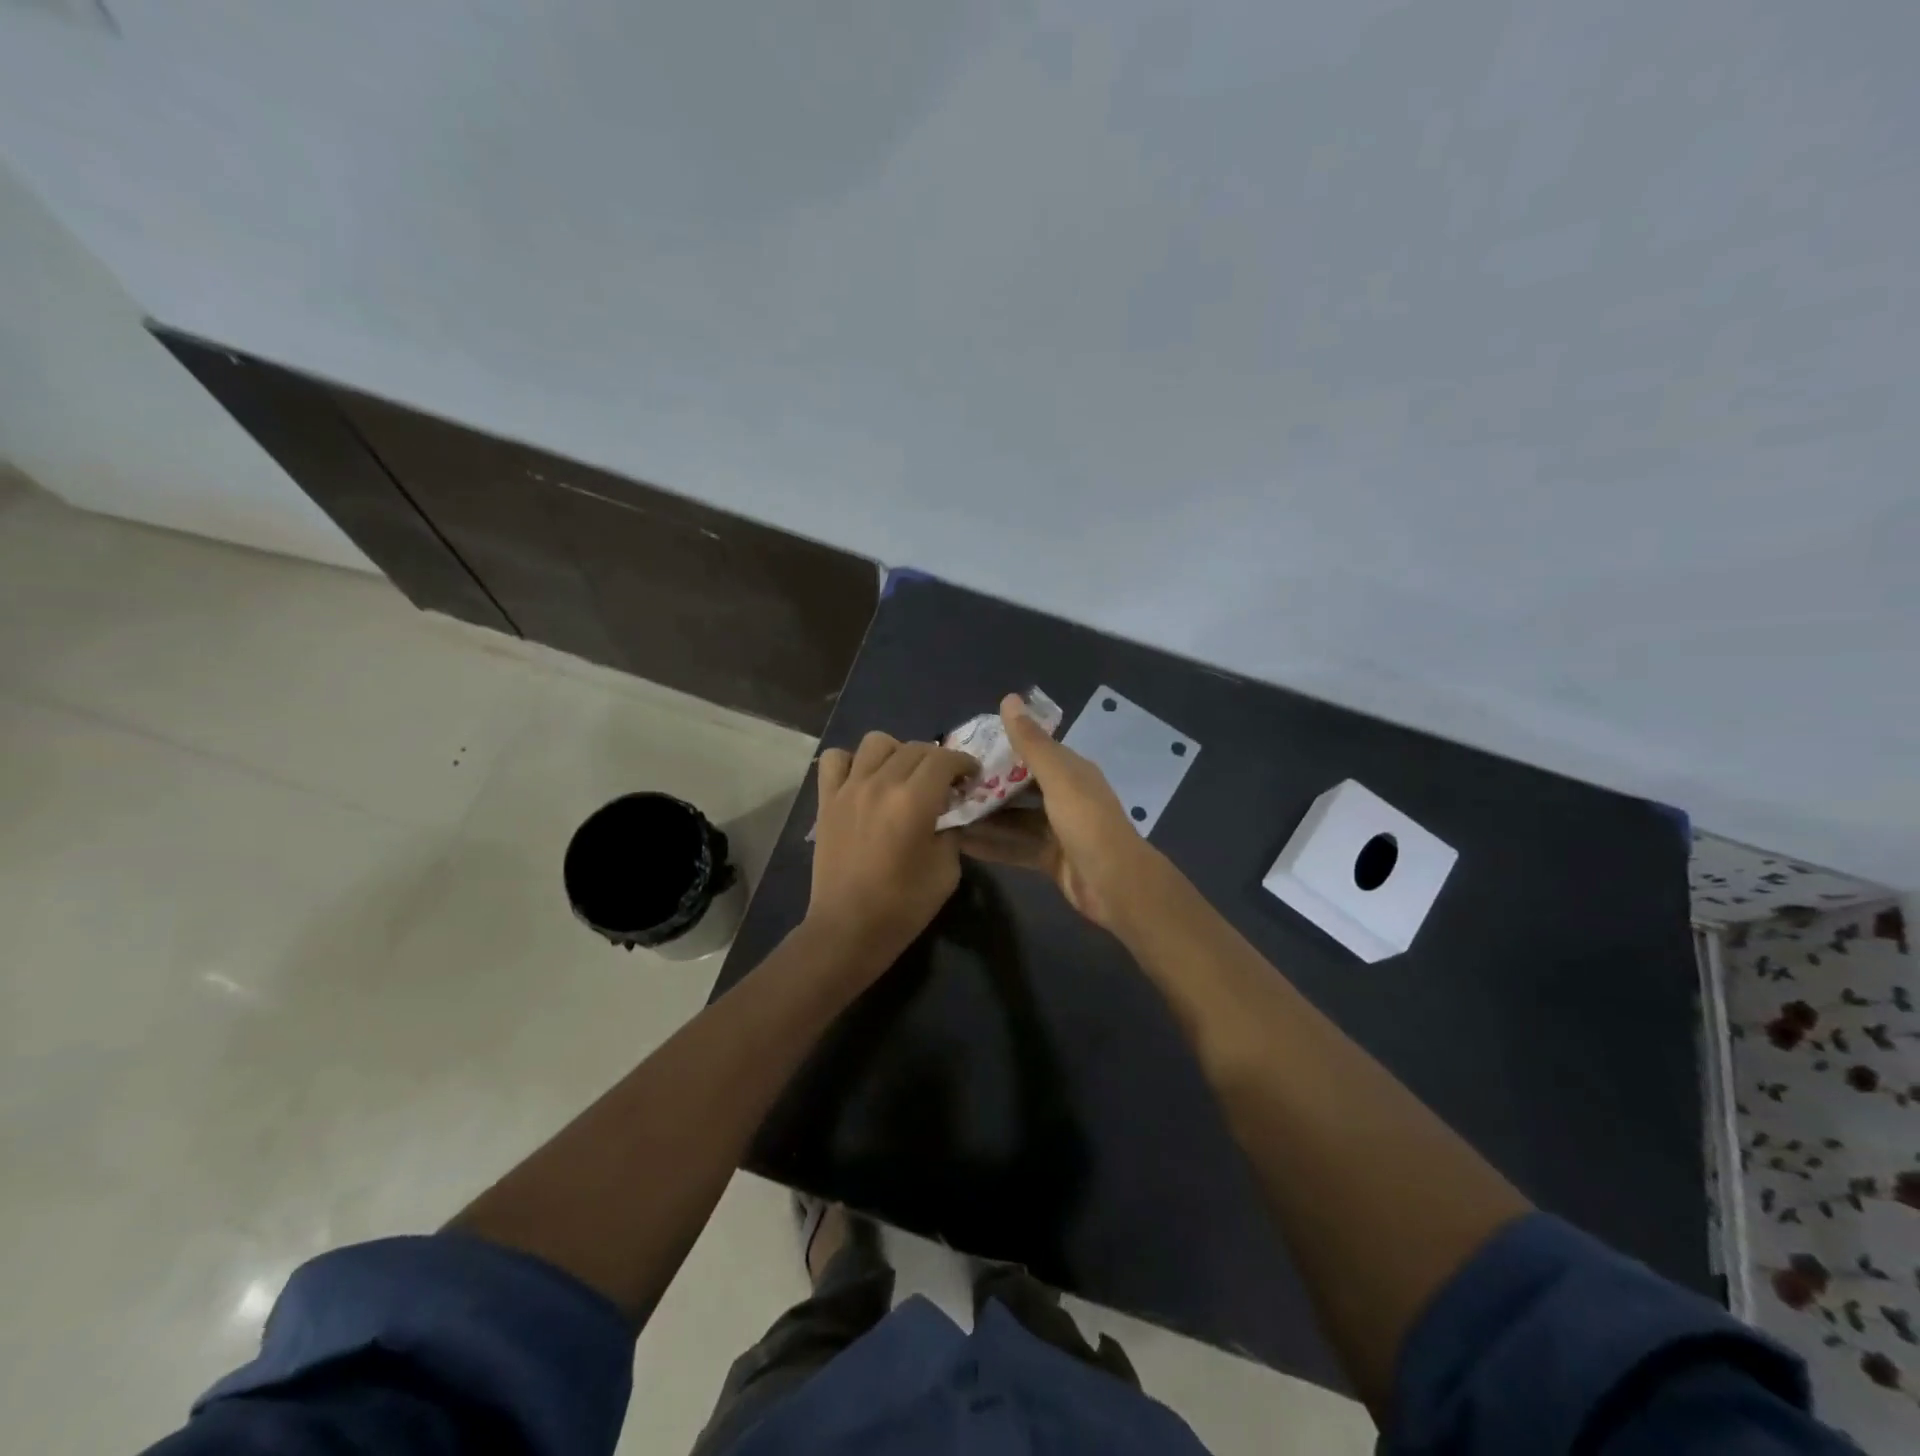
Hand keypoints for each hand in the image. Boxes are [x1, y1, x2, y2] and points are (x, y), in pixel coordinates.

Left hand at [808, 732, 979, 961]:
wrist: (849, 929)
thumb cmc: (904, 905)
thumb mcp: (947, 870)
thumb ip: (952, 830)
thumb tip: (950, 811)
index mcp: (914, 800)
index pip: (944, 759)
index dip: (964, 763)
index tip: (971, 777)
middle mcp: (880, 783)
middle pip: (914, 747)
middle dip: (937, 759)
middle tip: (944, 782)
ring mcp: (848, 789)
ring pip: (876, 742)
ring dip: (897, 752)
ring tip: (903, 776)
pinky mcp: (826, 800)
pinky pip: (835, 759)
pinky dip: (852, 761)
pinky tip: (863, 780)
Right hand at [955, 694, 1166, 931]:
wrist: (1117, 885)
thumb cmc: (1087, 823)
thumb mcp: (1058, 778)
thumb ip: (1031, 743)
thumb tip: (1008, 698)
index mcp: (1071, 771)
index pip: (1032, 751)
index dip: (1001, 747)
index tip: (964, 748)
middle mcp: (1064, 796)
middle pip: (1019, 786)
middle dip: (986, 785)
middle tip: (947, 784)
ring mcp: (1057, 830)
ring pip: (1014, 819)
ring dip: (984, 817)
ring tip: (945, 813)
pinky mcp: (1050, 858)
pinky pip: (1015, 846)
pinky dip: (991, 845)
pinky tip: (960, 844)